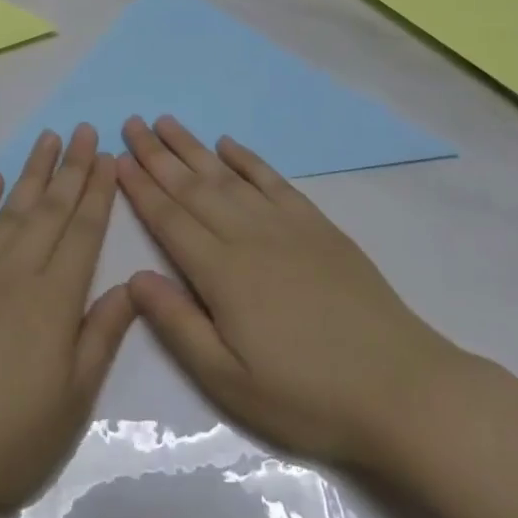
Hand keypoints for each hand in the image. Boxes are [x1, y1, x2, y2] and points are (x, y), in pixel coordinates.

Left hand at [0, 125, 135, 510]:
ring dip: (32, 171)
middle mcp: (18, 271)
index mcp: (55, 298)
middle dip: (72, 167)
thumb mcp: (74, 397)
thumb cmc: (12, 436)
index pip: (84, 231)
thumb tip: (132, 283)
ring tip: (49, 138)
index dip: (99, 192)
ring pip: (12, 208)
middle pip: (51, 209)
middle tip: (85, 130)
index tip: (109, 157)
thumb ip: (103, 333)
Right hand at [117, 116, 460, 470]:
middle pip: (192, 186)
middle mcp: (248, 236)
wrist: (401, 388)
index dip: (140, 187)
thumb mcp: (230, 381)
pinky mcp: (317, 226)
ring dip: (193, 148)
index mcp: (221, 273)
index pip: (169, 218)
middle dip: (157, 154)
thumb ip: (178, 325)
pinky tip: (229, 145)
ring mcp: (285, 225)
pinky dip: (248, 159)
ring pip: (227, 176)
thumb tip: (133, 279)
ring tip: (167, 122)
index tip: (116, 157)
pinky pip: (273, 181)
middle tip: (132, 122)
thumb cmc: (307, 395)